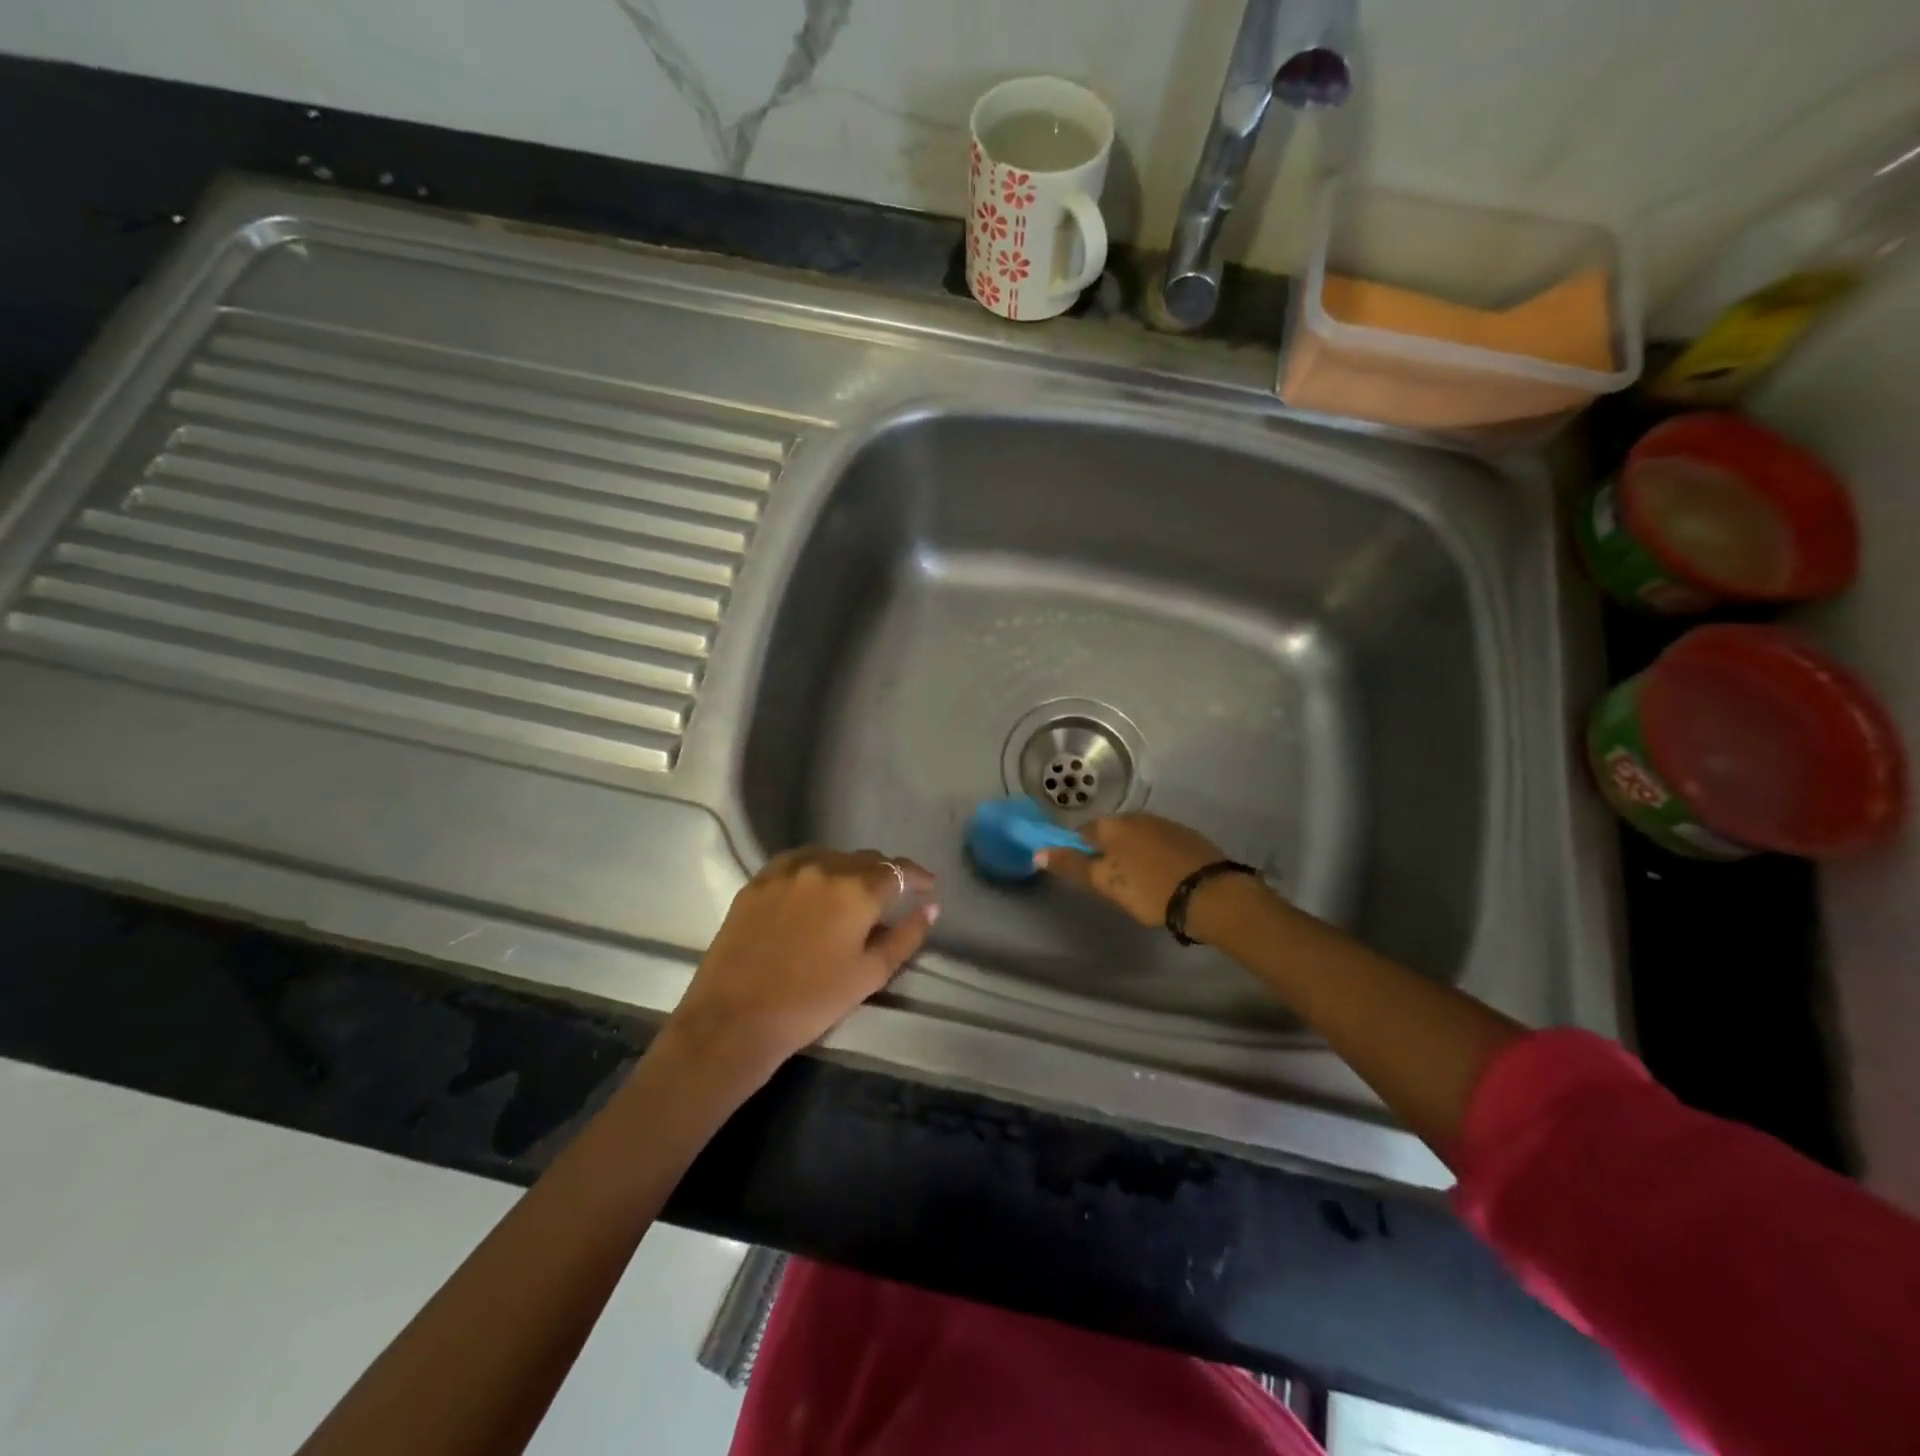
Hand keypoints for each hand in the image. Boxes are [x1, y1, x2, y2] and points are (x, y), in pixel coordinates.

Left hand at [664, 848, 937, 1083]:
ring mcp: (786, 871)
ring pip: (831, 857)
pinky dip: (815, 870)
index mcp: (856, 890)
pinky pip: (796, 862)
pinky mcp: (757, 881)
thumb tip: (930, 908)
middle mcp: (824, 867)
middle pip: (865, 860)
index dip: (917, 877)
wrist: (734, 1019)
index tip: (929, 887)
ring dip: (848, 870)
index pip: (898, 870)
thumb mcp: (869, 975)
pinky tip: (814, 890)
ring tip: (852, 894)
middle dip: (884, 875)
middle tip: (892, 897)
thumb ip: (906, 937)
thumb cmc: (811, 1002)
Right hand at [1038, 813, 1225, 927]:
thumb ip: (1072, 866)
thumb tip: (1038, 852)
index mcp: (1112, 825)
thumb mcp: (1106, 882)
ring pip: (1137, 836)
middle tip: (1112, 881)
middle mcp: (1136, 817)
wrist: (1211, 894)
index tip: (1085, 872)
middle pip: (1111, 832)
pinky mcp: (1188, 836)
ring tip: (1138, 881)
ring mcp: (1165, 824)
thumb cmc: (1150, 889)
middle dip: (1107, 851)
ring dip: (1132, 853)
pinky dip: (1155, 855)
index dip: (1079, 851)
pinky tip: (1162, 875)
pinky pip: (1160, 843)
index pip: (1083, 832)